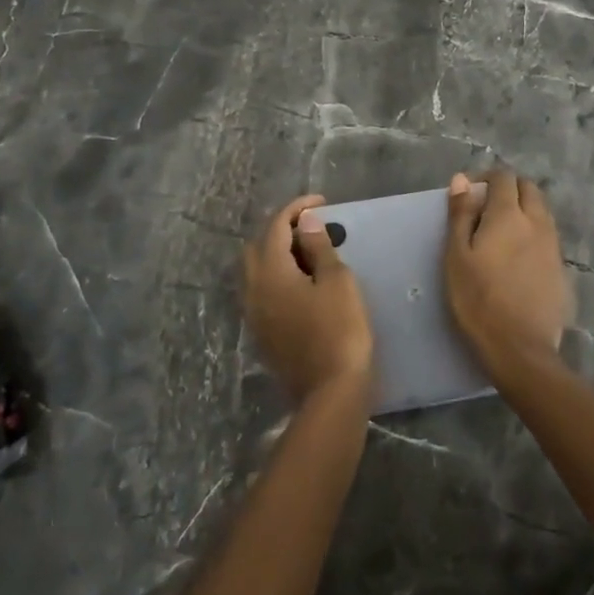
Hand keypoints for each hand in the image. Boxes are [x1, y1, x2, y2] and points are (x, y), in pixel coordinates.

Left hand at [242, 194, 373, 404]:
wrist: (330, 392)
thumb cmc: (340, 329)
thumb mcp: (337, 281)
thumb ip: (318, 247)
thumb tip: (306, 221)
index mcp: (270, 271)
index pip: (276, 225)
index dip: (297, 208)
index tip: (322, 202)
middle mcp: (253, 289)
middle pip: (257, 246)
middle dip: (281, 229)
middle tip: (312, 227)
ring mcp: (253, 314)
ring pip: (255, 270)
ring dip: (276, 253)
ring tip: (308, 252)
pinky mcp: (261, 333)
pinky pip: (261, 291)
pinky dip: (276, 276)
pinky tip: (301, 282)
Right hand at [444, 168, 573, 369]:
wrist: (520, 348)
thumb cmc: (478, 299)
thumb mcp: (457, 255)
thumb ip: (461, 214)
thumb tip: (462, 179)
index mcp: (509, 215)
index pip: (504, 177)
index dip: (485, 177)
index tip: (468, 193)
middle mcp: (537, 222)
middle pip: (528, 188)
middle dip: (508, 188)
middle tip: (484, 208)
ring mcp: (553, 246)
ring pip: (541, 211)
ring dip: (523, 209)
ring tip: (500, 232)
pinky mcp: (561, 268)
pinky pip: (547, 236)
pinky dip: (532, 232)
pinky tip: (517, 256)